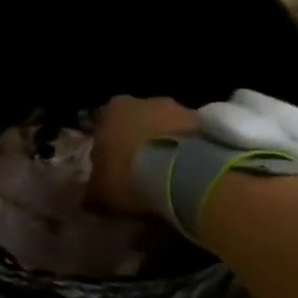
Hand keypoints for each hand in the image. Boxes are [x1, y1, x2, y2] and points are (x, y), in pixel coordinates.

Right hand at [91, 95, 199, 214]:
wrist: (183, 172)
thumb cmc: (129, 173)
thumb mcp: (100, 188)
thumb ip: (94, 187)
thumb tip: (89, 196)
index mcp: (113, 110)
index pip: (105, 124)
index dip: (109, 147)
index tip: (112, 167)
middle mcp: (146, 101)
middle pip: (140, 121)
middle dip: (140, 141)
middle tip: (141, 171)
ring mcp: (180, 108)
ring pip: (168, 128)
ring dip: (167, 145)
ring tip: (169, 176)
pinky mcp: (208, 123)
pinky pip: (192, 139)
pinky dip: (190, 152)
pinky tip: (189, 174)